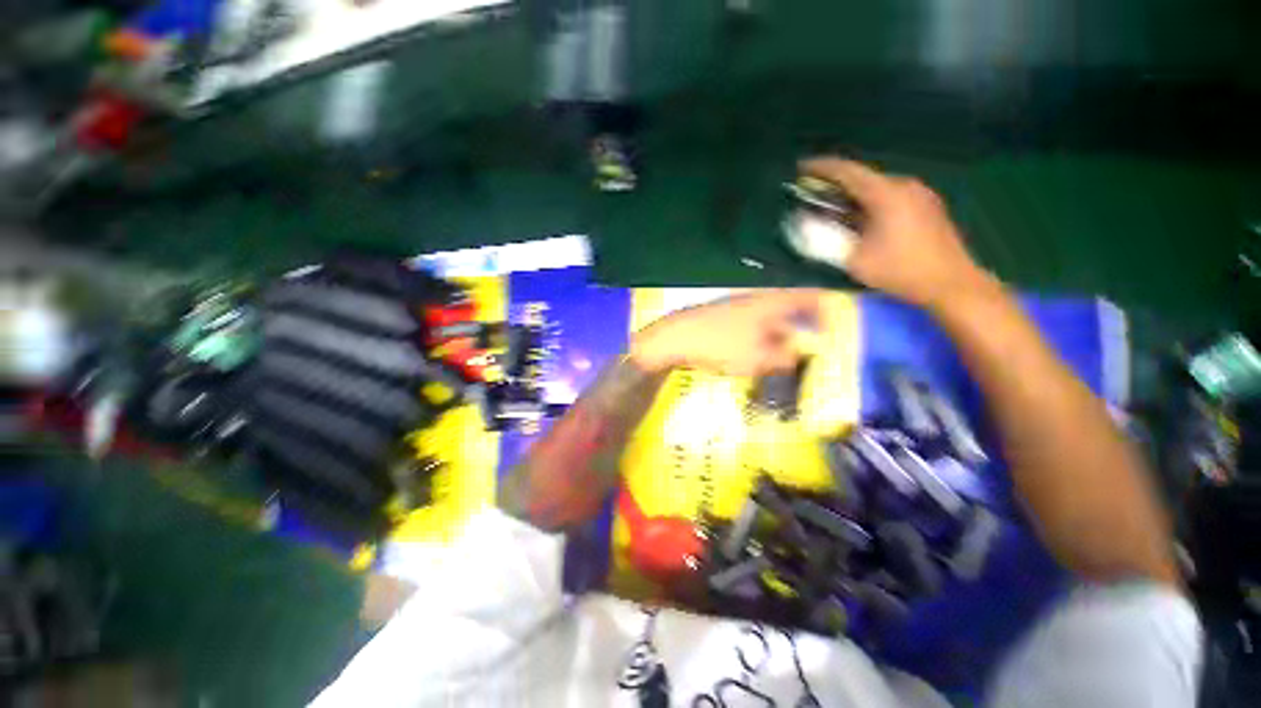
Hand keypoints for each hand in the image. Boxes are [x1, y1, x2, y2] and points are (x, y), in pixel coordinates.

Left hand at [630, 290, 821, 375]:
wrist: (675, 339)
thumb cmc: (721, 345)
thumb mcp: (759, 358)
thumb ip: (784, 358)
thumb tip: (798, 357)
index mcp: (772, 302)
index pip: (808, 296)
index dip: (825, 308)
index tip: (833, 325)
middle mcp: (758, 299)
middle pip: (789, 308)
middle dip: (802, 326)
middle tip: (810, 347)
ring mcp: (738, 307)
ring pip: (769, 319)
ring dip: (780, 336)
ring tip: (784, 358)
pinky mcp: (723, 317)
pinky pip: (751, 326)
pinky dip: (760, 339)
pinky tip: (756, 356)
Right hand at [799, 157, 990, 309]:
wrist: (951, 283)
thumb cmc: (901, 271)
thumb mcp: (855, 260)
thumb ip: (827, 241)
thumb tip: (805, 225)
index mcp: (886, 194)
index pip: (848, 171)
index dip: (822, 167)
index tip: (801, 167)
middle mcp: (905, 186)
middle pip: (863, 177)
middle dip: (836, 183)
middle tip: (814, 192)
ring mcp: (920, 194)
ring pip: (877, 187)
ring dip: (853, 194)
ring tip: (834, 206)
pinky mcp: (928, 205)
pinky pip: (891, 195)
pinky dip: (870, 201)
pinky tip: (862, 218)